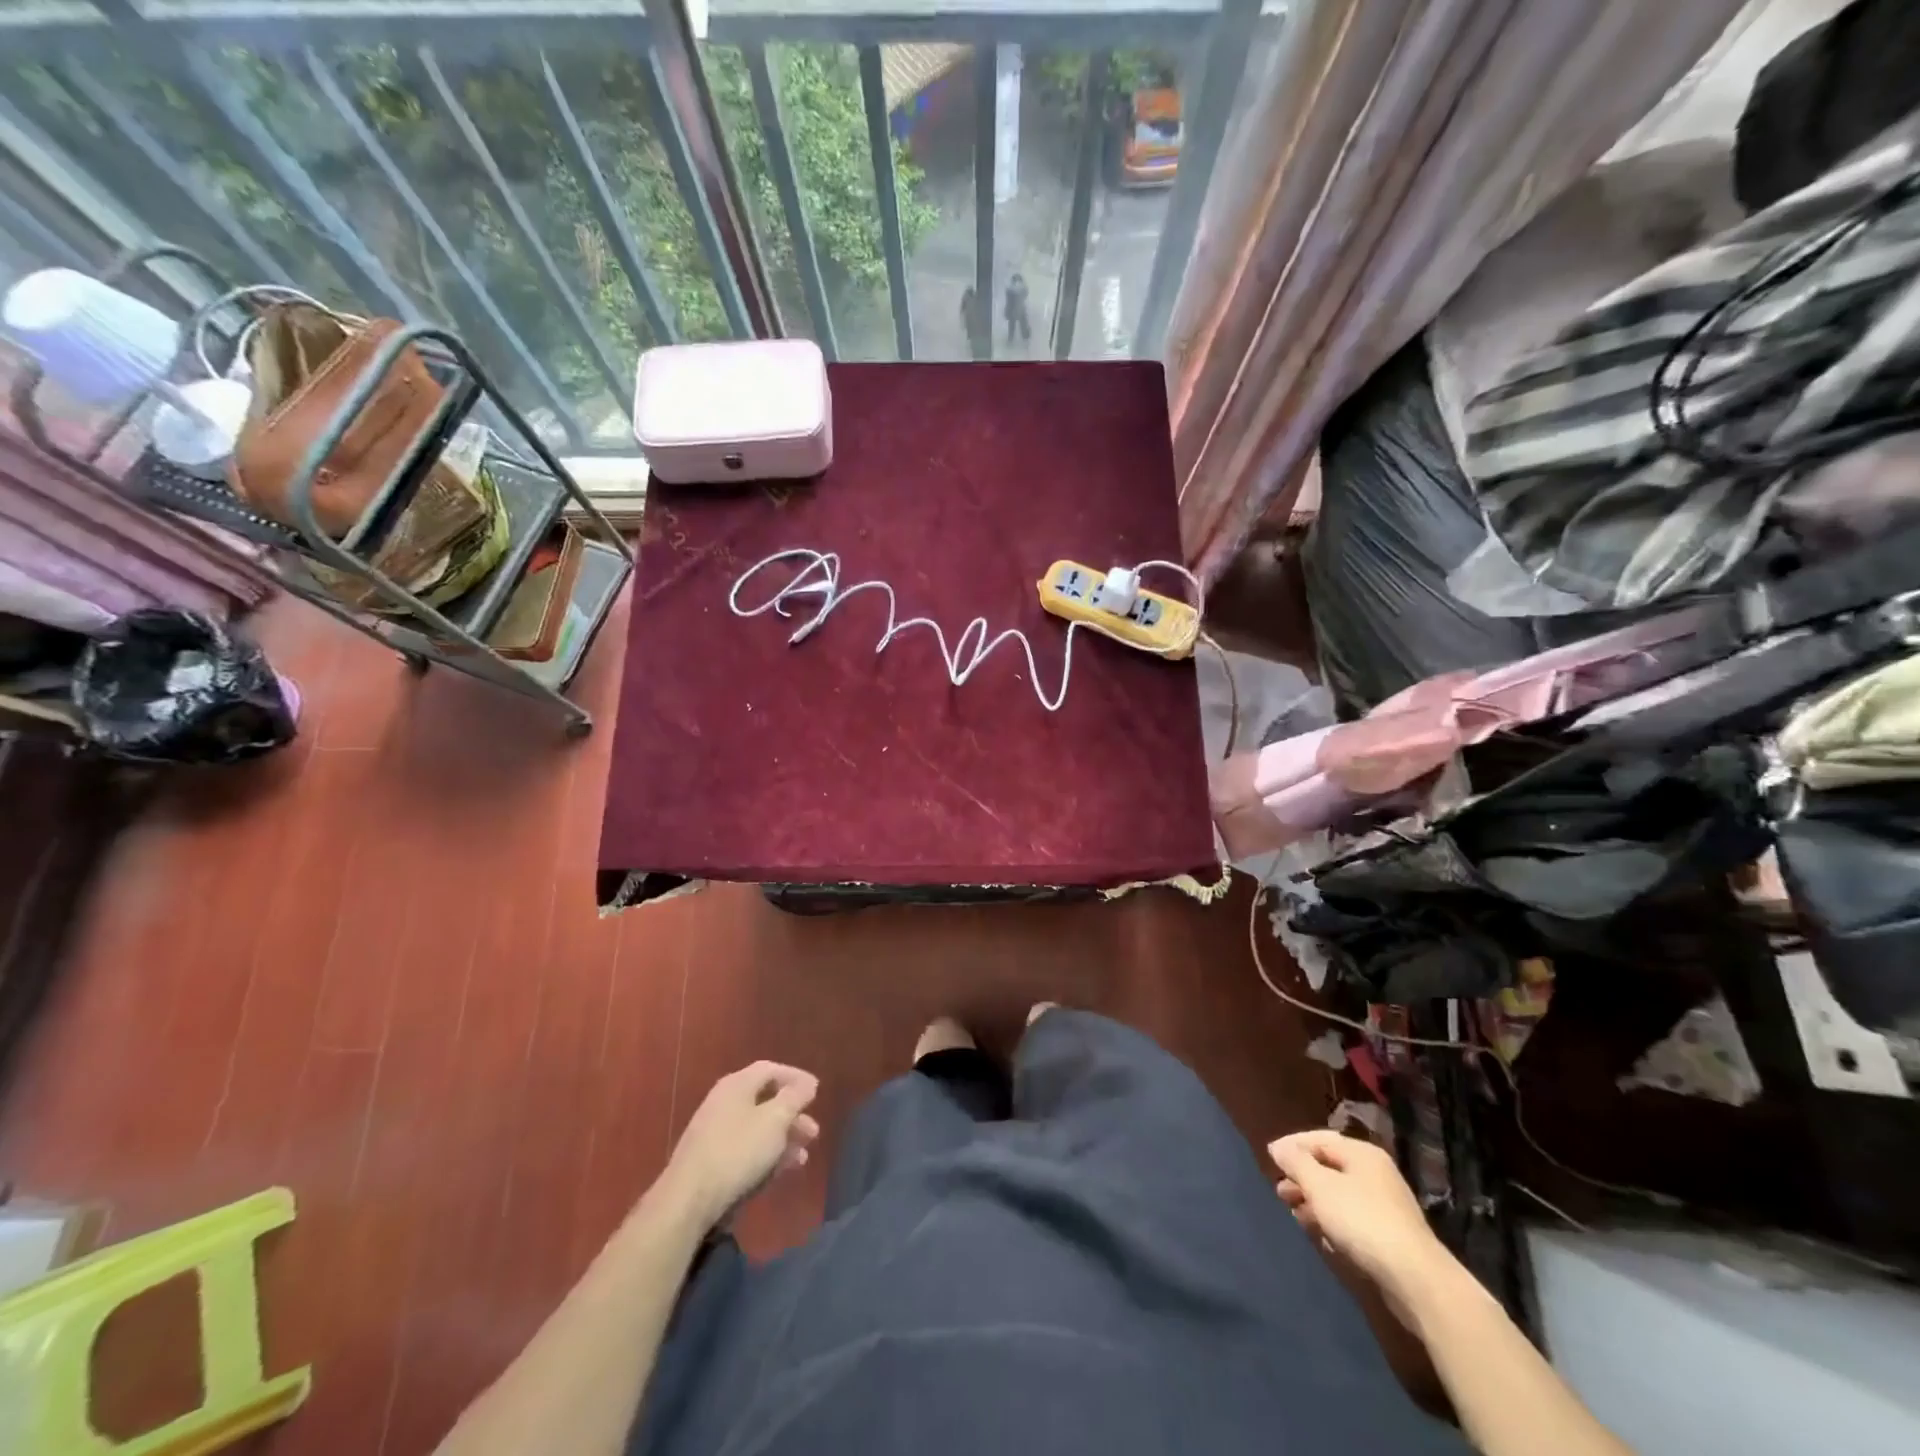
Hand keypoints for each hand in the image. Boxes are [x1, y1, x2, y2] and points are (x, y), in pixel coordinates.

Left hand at [659, 1062, 820, 1228]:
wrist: (688, 1201)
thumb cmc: (737, 1151)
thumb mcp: (775, 1119)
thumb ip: (794, 1097)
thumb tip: (808, 1083)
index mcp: (737, 1085)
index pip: (771, 1069)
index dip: (795, 1077)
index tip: (816, 1091)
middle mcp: (724, 1103)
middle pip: (765, 1101)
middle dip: (792, 1115)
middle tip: (813, 1131)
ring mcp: (715, 1133)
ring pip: (757, 1128)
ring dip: (783, 1139)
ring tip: (803, 1156)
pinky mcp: (711, 1162)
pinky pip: (746, 1150)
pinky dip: (766, 1156)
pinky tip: (782, 1171)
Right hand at [1268, 1130, 1447, 1301]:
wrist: (1415, 1280)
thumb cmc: (1361, 1220)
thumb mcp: (1319, 1186)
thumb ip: (1295, 1162)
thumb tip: (1278, 1147)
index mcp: (1362, 1154)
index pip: (1319, 1139)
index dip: (1292, 1147)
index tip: (1269, 1160)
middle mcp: (1375, 1174)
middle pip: (1328, 1168)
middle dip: (1301, 1179)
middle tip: (1280, 1193)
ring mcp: (1385, 1206)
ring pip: (1339, 1196)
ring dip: (1314, 1203)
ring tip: (1296, 1217)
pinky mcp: (1389, 1237)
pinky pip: (1352, 1220)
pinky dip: (1333, 1224)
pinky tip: (1322, 1238)